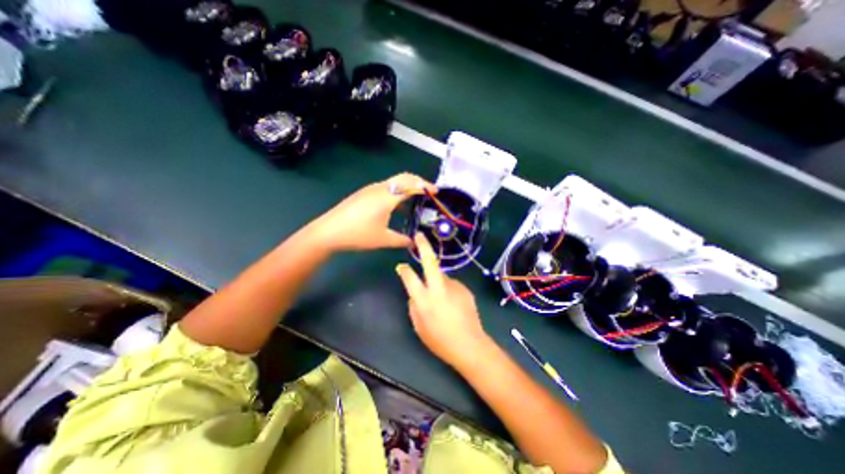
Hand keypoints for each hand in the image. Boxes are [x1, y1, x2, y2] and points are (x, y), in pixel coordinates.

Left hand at [309, 171, 434, 253]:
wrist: (328, 231)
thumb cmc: (358, 235)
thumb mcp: (383, 239)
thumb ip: (402, 240)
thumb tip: (414, 242)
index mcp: (387, 197)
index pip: (411, 185)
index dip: (425, 187)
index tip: (436, 191)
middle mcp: (380, 188)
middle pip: (404, 177)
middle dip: (418, 182)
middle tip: (429, 192)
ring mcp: (371, 189)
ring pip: (395, 181)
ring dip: (407, 186)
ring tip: (416, 199)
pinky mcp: (365, 193)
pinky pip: (386, 187)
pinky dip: (397, 191)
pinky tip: (398, 206)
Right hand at [394, 236, 488, 368]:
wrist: (469, 344)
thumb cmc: (440, 340)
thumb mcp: (419, 327)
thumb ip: (414, 306)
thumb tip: (414, 293)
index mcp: (424, 299)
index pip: (409, 277)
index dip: (404, 269)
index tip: (401, 266)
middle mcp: (439, 288)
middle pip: (430, 261)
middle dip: (423, 246)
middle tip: (419, 236)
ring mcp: (454, 286)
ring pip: (442, 276)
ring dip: (438, 282)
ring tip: (443, 302)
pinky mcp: (464, 288)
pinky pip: (452, 285)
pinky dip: (449, 291)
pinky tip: (453, 305)